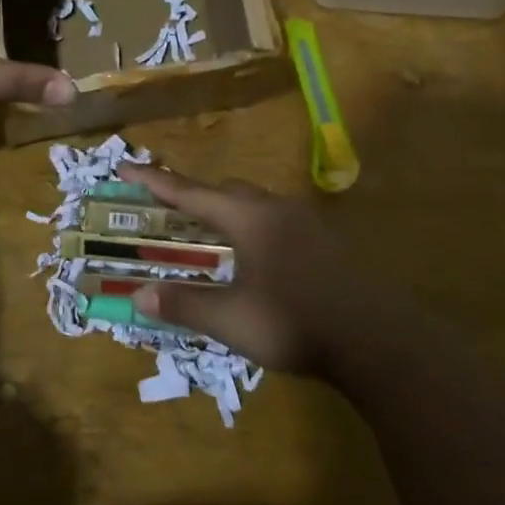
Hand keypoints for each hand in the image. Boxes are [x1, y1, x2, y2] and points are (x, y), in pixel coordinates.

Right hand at [116, 163, 369, 374]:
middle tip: (172, 210)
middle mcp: (276, 208)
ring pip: (256, 204)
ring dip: (229, 213)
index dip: (156, 181)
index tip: (127, 164)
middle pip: (227, 192)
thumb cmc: (295, 323)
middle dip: (196, 197)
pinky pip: (279, 221)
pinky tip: (259, 259)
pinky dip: (255, 228)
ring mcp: (306, 222)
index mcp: (248, 218)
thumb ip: (185, 304)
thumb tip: (140, 295)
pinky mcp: (327, 241)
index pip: (191, 193)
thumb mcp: (232, 320)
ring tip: (213, 236)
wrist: (377, 339)